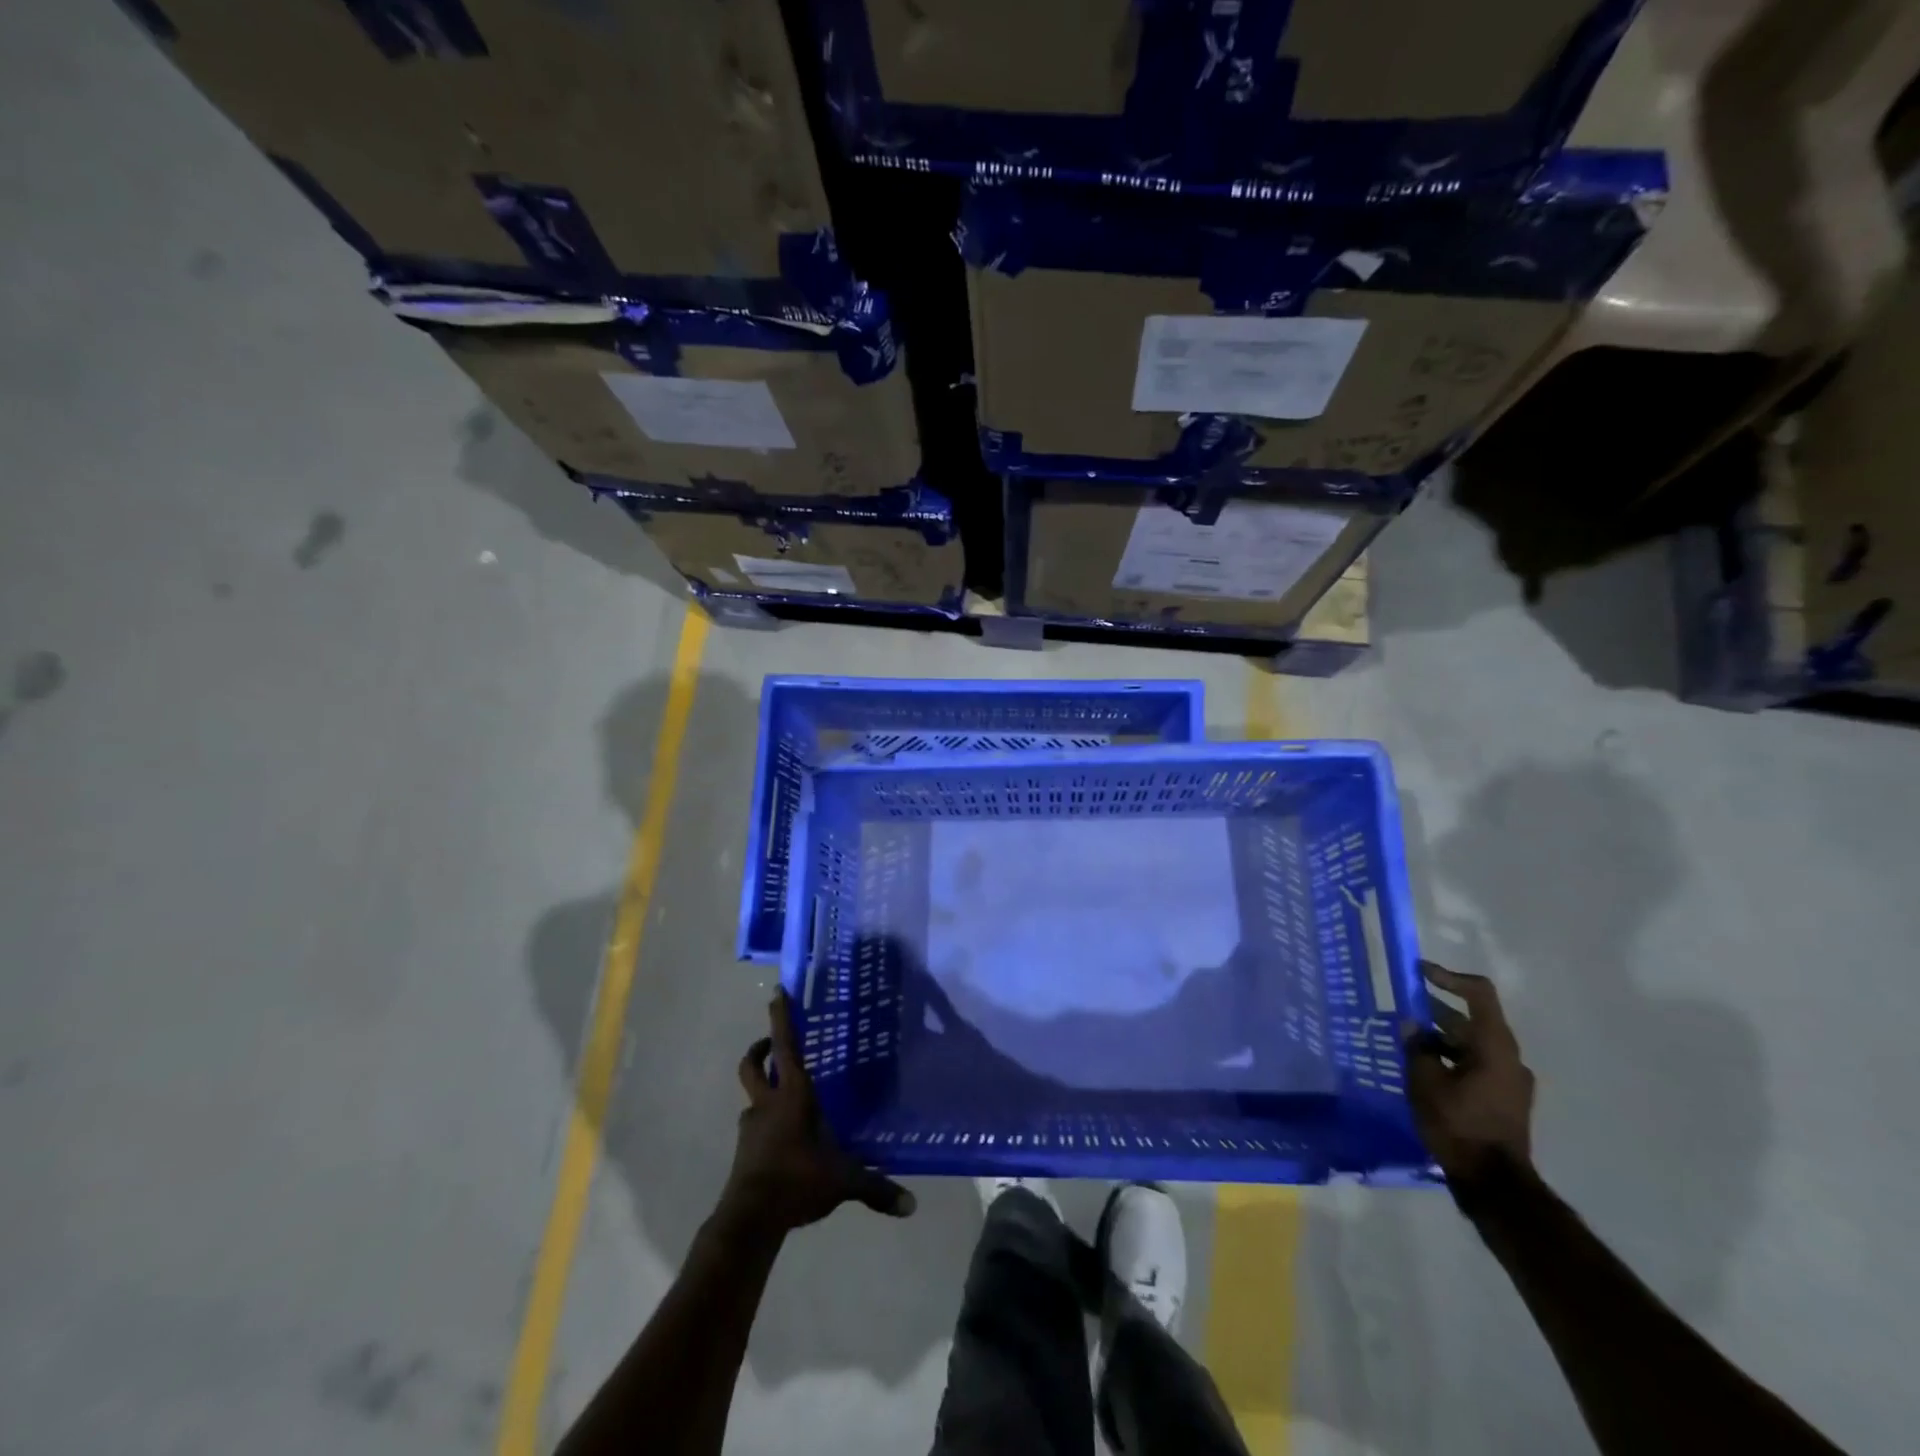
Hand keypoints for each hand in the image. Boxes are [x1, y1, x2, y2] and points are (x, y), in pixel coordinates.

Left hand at [718, 991, 915, 1237]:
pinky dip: (763, 1122)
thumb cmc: (797, 1180)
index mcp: (793, 1095)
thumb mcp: (842, 1181)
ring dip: (762, 1088)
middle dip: (759, 1048)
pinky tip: (780, 1138)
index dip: (780, 1017)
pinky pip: (753, 1125)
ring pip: (751, 1095)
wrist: (750, 1219)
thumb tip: (911, 1206)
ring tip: (782, 1096)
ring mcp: (751, 1126)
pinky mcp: (744, 1150)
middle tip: (769, 1042)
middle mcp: (768, 1103)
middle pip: (752, 1064)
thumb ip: (876, 1188)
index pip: (785, 1045)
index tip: (777, 991)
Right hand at [1403, 961, 1534, 1191]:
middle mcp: (1509, 1057)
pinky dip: (1452, 1058)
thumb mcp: (1425, 1083)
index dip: (1448, 977)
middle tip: (1403, 1007)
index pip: (1478, 994)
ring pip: (1473, 1044)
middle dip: (1436, 1010)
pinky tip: (1425, 1069)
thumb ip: (1417, 1048)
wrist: (1495, 1184)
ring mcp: (1512, 1081)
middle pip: (1473, 1020)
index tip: (1418, 971)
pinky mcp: (1506, 1100)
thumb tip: (1411, 1025)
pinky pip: (1477, 1065)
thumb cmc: (1459, 1125)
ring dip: (1442, 1037)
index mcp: (1494, 1046)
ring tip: (1407, 1040)